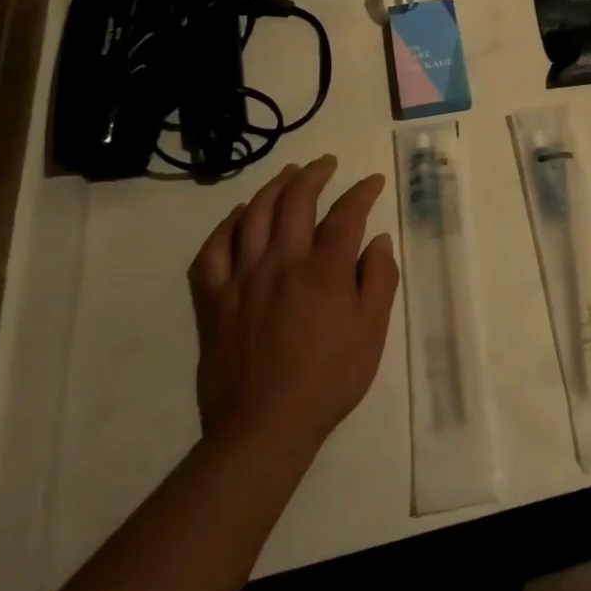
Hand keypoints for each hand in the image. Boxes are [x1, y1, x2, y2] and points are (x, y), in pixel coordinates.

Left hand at [187, 156, 399, 460]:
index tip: (373, 181)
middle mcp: (282, 262)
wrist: (264, 427)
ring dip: (273, 187)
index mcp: (325, 270)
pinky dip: (226, 226)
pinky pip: (212, 251)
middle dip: (314, 174)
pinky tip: (238, 217)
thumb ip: (379, 279)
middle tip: (326, 163)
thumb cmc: (329, 379)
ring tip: (287, 174)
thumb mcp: (372, 331)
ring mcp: (242, 279)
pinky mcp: (213, 300)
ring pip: (253, 216)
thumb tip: (378, 241)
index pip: (346, 213)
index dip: (362, 191)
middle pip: (295, 201)